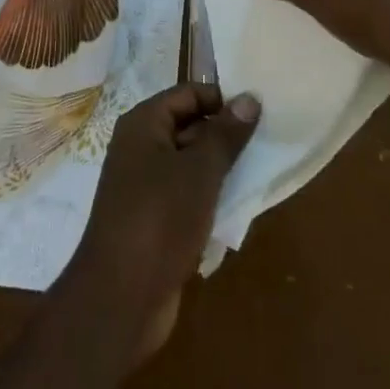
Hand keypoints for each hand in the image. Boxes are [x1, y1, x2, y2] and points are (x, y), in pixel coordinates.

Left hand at [60, 83, 259, 363]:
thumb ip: (225, 134)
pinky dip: (210, 197)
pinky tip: (238, 207)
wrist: (121, 294)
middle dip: (225, 135)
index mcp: (143, 124)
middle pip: (188, 126)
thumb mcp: (200, 171)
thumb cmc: (160, 218)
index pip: (187, 93)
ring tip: (260, 172)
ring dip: (221, 169)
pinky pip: (186, 195)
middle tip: (267, 143)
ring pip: (189, 163)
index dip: (221, 99)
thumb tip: (249, 97)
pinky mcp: (153, 218)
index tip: (260, 113)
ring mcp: (144, 184)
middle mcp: (139, 147)